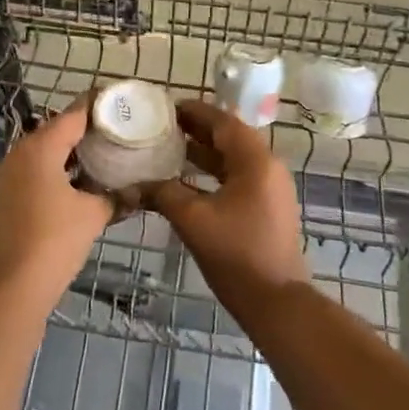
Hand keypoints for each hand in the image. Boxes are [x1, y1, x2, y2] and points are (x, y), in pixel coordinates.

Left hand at [0, 101, 114, 307]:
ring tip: (97, 161)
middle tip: (112, 135)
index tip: (118, 102)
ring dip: (65, 156)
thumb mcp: (92, 216)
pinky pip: (29, 175)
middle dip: (82, 132)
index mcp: (39, 148)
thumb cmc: (54, 242)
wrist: (8, 290)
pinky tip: (72, 190)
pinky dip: (50, 175)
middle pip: (54, 132)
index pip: (73, 114)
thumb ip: (114, 197)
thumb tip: (137, 192)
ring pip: (39, 155)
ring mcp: (2, 177)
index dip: (97, 106)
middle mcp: (16, 154)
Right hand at [148, 101, 309, 314]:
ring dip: (203, 152)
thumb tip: (132, 185)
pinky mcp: (267, 207)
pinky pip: (237, 177)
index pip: (223, 122)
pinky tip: (186, 181)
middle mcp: (267, 167)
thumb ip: (162, 193)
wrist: (276, 302)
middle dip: (197, 131)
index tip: (166, 107)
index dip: (195, 111)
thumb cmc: (236, 254)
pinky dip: (213, 173)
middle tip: (162, 126)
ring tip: (168, 148)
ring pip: (233, 159)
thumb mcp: (193, 220)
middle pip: (229, 137)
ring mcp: (270, 188)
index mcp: (255, 161)